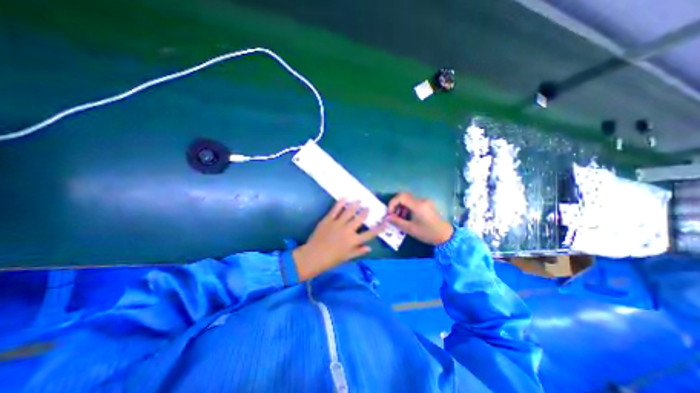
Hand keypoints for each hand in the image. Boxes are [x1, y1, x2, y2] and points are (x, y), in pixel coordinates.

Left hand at [293, 200, 385, 280]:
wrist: (313, 256)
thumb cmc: (331, 259)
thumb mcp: (347, 257)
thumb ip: (358, 251)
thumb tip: (369, 248)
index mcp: (354, 240)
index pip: (370, 234)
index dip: (379, 228)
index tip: (385, 223)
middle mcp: (348, 230)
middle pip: (360, 218)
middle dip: (365, 212)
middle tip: (368, 207)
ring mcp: (338, 223)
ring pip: (349, 211)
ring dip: (355, 205)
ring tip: (358, 200)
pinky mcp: (328, 219)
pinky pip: (335, 209)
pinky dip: (340, 203)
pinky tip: (344, 198)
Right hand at [382, 192, 454, 244]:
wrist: (445, 236)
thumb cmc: (427, 233)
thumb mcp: (410, 229)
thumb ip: (397, 222)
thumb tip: (387, 217)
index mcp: (417, 205)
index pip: (401, 197)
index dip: (392, 203)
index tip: (390, 213)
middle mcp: (421, 200)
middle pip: (404, 196)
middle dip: (395, 204)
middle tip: (392, 214)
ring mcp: (425, 202)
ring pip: (408, 199)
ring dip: (401, 206)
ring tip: (399, 218)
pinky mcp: (426, 205)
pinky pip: (413, 203)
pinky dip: (407, 208)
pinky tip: (406, 217)